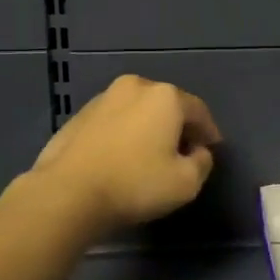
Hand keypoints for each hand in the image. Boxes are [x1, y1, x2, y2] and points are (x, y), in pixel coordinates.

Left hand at [29, 73, 222, 233]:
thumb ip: (202, 162)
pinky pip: (113, 121)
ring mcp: (103, 98)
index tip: (211, 149)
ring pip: (137, 110)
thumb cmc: (135, 184)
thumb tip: (198, 152)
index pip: (198, 110)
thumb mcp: (186, 183)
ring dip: (148, 127)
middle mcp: (135, 87)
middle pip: (167, 105)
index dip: (209, 131)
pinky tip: (121, 157)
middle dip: (177, 126)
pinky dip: (123, 133)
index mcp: (165, 97)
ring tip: (149, 154)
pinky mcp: (79, 115)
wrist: (67, 192)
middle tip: (182, 151)